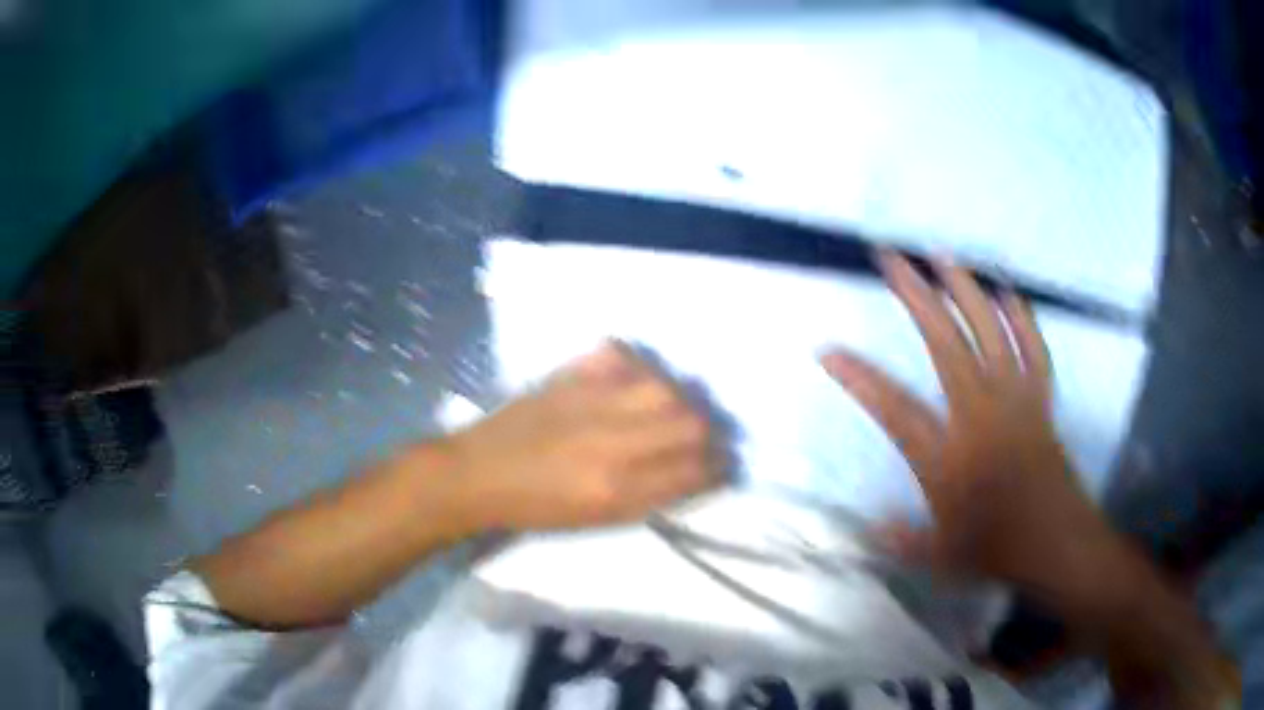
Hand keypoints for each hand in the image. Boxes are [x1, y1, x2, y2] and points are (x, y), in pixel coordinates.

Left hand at [449, 342, 719, 530]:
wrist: (477, 474)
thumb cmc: (535, 510)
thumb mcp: (597, 520)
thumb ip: (649, 496)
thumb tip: (692, 473)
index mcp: (618, 490)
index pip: (693, 471)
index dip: (717, 468)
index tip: (721, 464)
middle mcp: (612, 443)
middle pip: (691, 424)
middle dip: (709, 432)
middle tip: (703, 436)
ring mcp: (590, 403)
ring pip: (665, 387)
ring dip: (680, 397)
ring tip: (674, 407)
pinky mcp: (569, 377)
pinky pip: (622, 357)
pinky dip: (637, 367)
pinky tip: (635, 380)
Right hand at [821, 252, 1123, 600]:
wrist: (1058, 544)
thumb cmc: (997, 551)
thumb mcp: (940, 558)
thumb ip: (903, 539)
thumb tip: (871, 526)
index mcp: (947, 457)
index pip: (893, 408)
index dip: (857, 378)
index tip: (827, 350)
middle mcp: (979, 416)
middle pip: (945, 344)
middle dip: (915, 296)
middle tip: (891, 258)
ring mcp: (1015, 401)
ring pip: (990, 332)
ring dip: (965, 289)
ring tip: (942, 255)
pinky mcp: (1041, 400)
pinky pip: (1033, 349)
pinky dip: (1022, 318)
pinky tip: (1008, 293)